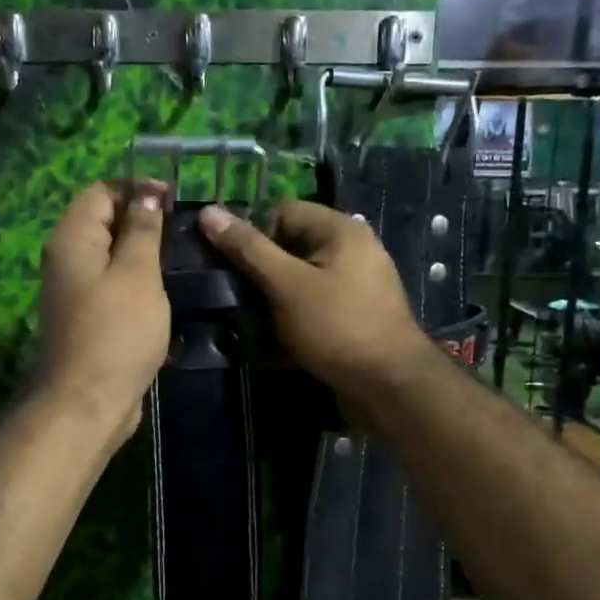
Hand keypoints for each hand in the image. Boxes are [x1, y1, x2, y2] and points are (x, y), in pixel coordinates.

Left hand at [35, 181, 169, 449]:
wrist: (88, 402)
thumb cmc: (116, 331)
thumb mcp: (137, 274)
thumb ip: (142, 230)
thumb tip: (147, 193)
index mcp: (72, 239)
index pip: (100, 192)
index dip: (136, 189)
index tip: (174, 200)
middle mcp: (66, 259)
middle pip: (103, 222)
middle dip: (141, 220)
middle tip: (181, 231)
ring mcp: (74, 291)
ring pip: (109, 257)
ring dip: (140, 254)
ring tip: (177, 259)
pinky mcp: (86, 318)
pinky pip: (111, 286)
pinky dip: (134, 282)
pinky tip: (161, 293)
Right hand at [197, 200, 429, 401]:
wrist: (391, 387)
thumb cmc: (337, 327)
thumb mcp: (286, 285)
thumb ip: (248, 249)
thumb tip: (208, 212)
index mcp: (341, 230)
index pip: (283, 212)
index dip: (253, 236)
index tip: (231, 268)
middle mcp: (352, 251)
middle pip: (290, 249)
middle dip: (260, 274)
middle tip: (235, 298)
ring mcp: (355, 287)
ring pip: (298, 283)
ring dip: (272, 303)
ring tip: (251, 325)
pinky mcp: (352, 318)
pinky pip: (313, 309)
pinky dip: (292, 323)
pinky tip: (275, 347)